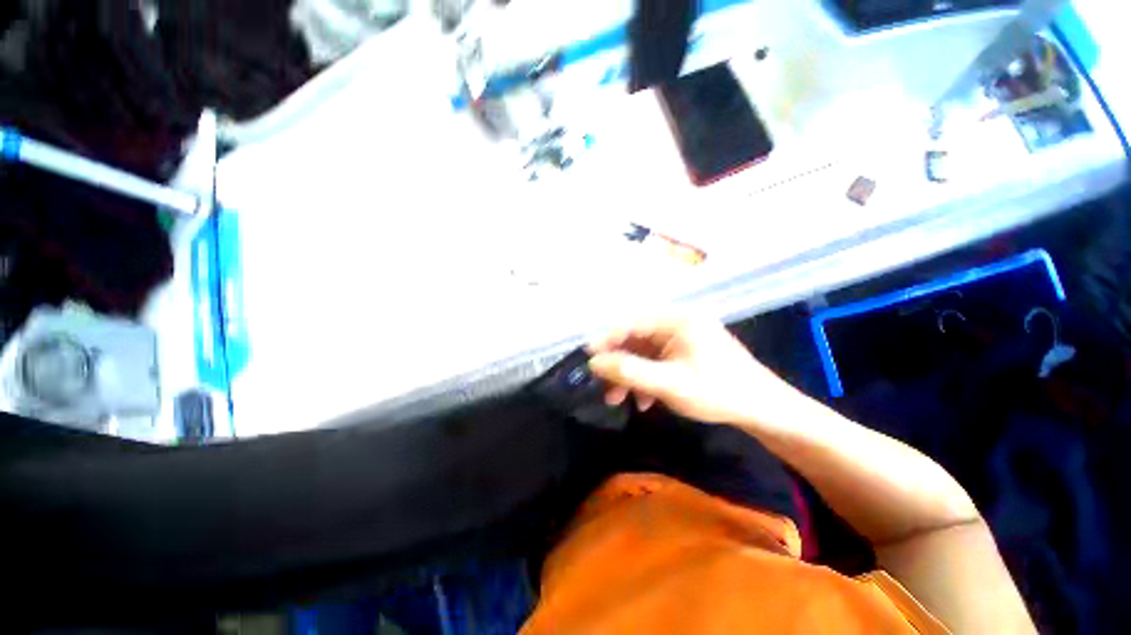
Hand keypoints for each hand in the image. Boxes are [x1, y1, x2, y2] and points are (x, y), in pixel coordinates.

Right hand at [587, 316, 803, 426]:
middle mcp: (678, 323)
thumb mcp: (669, 384)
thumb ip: (629, 371)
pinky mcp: (686, 353)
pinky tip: (644, 400)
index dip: (607, 339)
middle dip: (619, 364)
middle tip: (603, 384)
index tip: (587, 356)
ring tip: (618, 399)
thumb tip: (594, 362)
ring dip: (630, 375)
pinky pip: (657, 362)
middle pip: (636, 339)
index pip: (632, 323)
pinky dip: (646, 379)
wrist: (763, 410)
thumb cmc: (718, 392)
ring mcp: (683, 338)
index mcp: (677, 320)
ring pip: (644, 353)